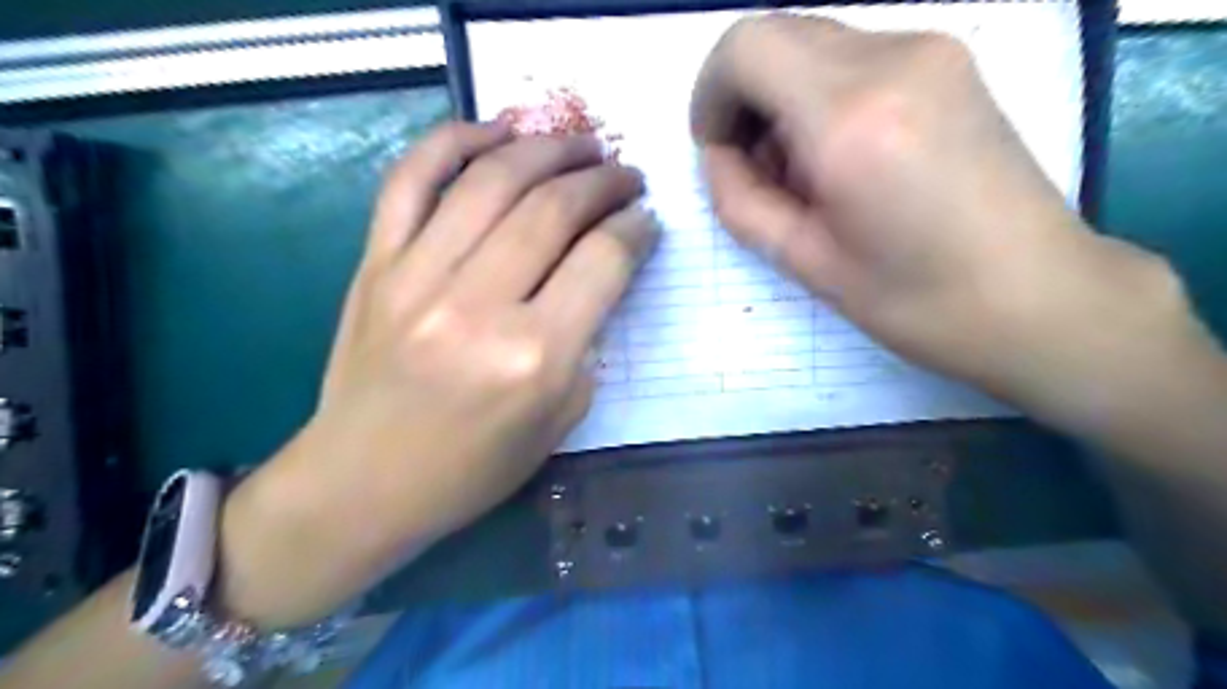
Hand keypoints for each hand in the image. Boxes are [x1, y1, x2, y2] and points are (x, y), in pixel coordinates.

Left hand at [216, 122, 655, 629]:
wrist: (362, 483)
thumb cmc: (471, 468)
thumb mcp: (559, 420)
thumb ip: (585, 342)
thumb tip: (598, 274)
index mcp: (533, 357)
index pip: (602, 261)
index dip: (636, 228)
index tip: (647, 219)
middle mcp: (477, 305)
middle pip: (554, 208)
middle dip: (604, 180)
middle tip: (626, 175)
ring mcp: (417, 276)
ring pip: (492, 179)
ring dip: (547, 148)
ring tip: (580, 143)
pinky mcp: (375, 265)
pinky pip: (411, 179)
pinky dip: (453, 141)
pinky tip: (495, 130)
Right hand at [694, 13, 1205, 415]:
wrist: (1036, 297)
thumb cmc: (914, 299)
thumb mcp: (803, 261)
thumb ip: (740, 200)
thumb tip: (720, 156)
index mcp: (849, 118)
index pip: (745, 47)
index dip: (711, 94)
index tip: (719, 149)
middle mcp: (893, 58)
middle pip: (776, 33)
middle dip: (745, 96)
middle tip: (758, 169)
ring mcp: (931, 51)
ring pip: (812, 43)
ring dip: (783, 98)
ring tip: (805, 174)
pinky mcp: (951, 61)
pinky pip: (854, 55)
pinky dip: (823, 95)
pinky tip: (843, 157)